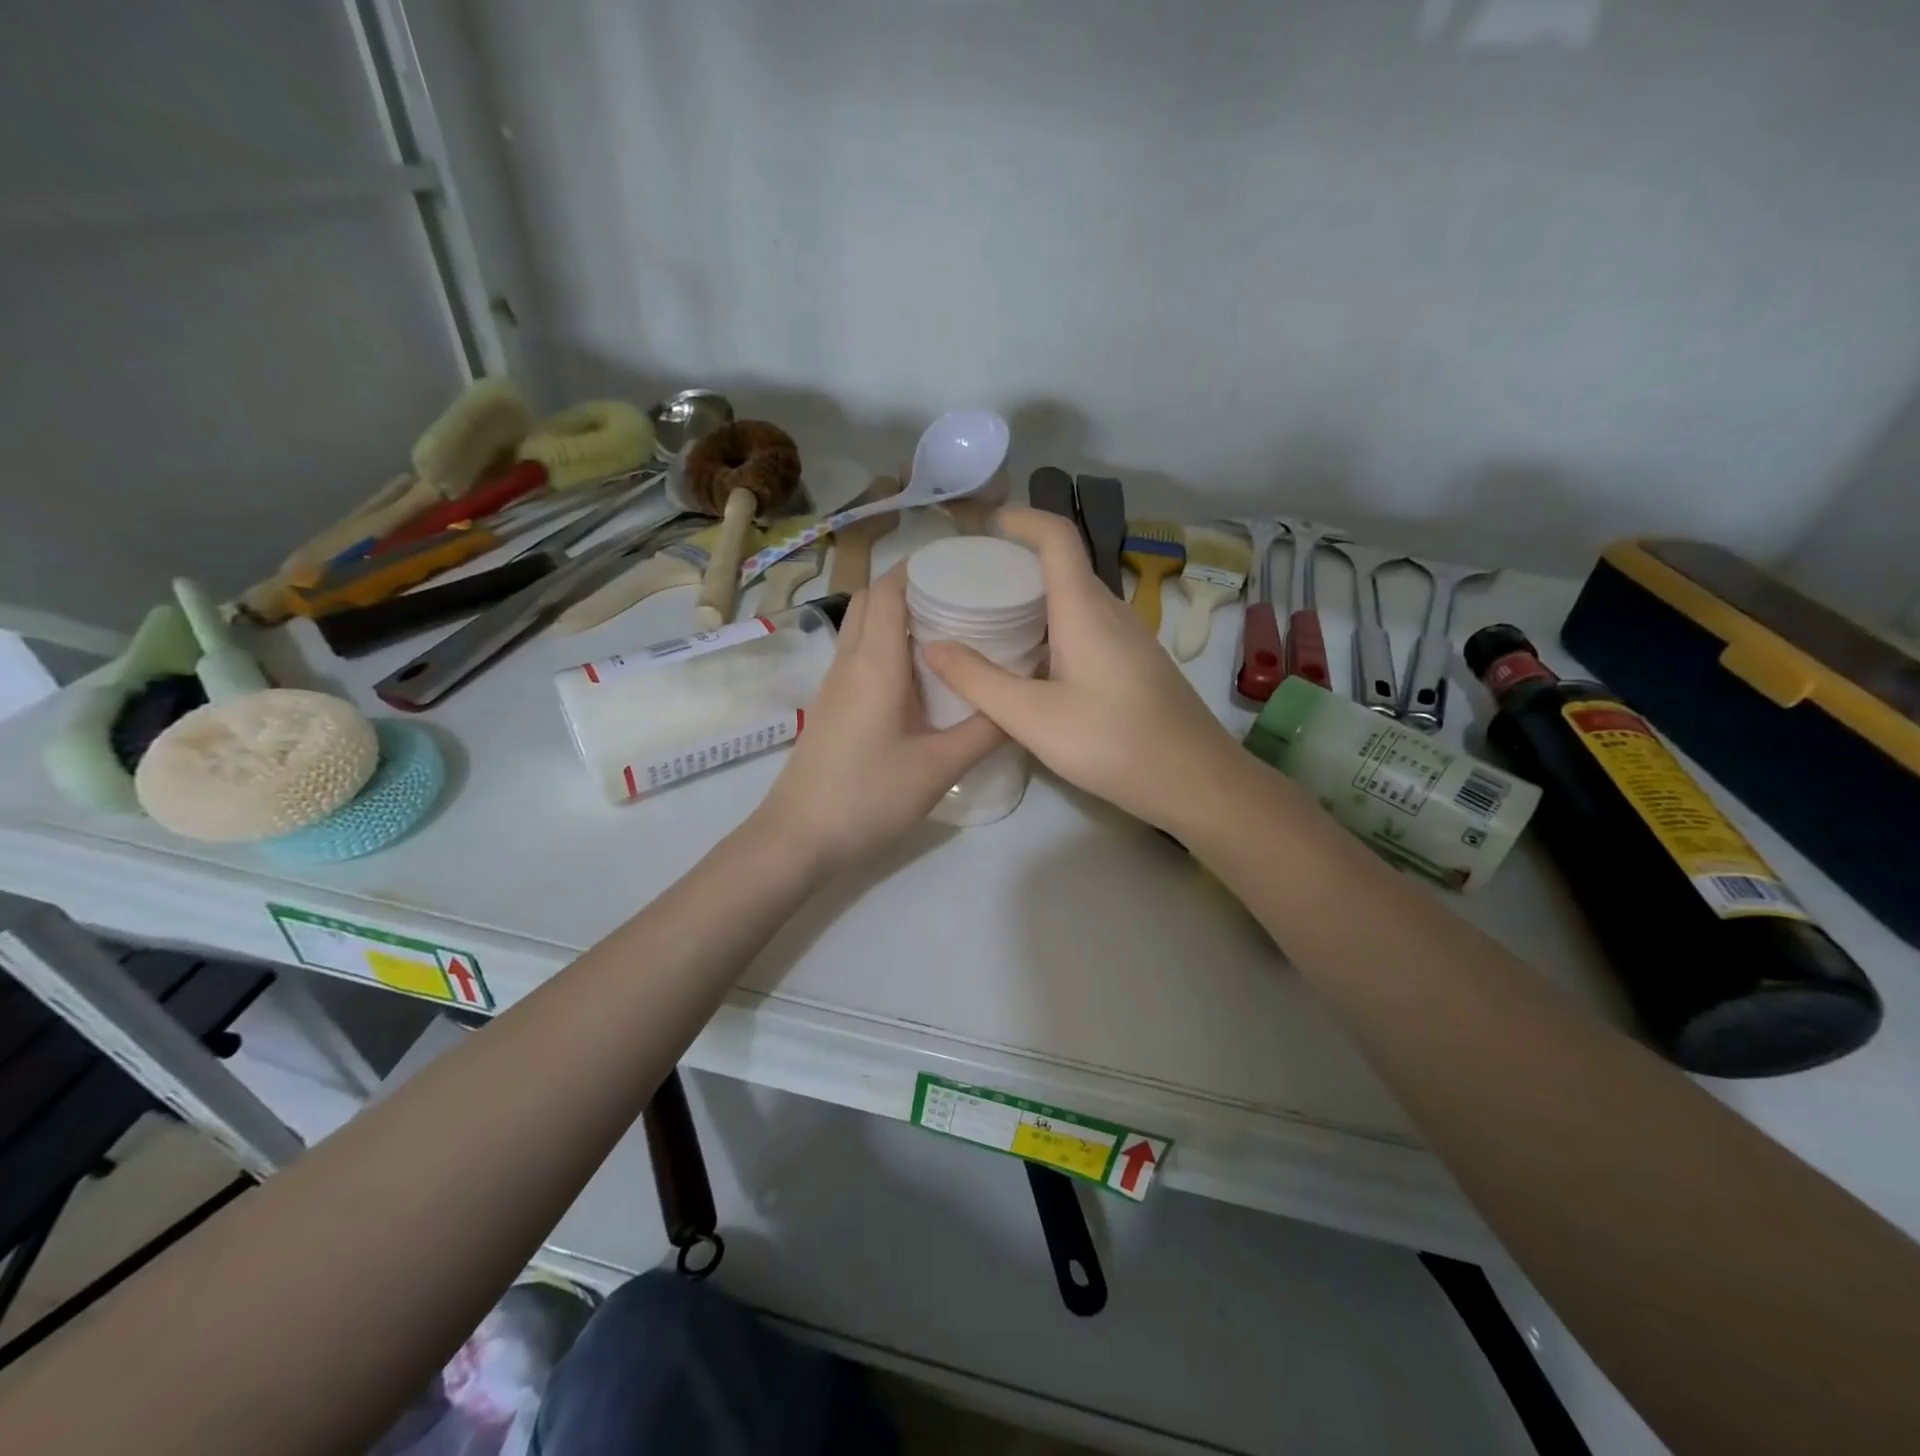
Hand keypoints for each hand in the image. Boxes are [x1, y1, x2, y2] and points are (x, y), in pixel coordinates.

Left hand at [755, 566, 1003, 870]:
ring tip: (949, 633)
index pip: (890, 589)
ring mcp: (835, 684)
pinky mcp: (833, 706)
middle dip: (911, 588)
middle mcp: (850, 661)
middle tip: (960, 599)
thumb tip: (1023, 698)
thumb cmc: (869, 796)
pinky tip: (921, 678)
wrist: (800, 838)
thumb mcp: (939, 766)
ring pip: (863, 627)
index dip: (921, 567)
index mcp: (876, 662)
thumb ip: (985, 730)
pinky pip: (860, 656)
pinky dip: (888, 647)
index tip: (962, 565)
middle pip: (872, 600)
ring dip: (898, 618)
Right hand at [922, 508, 1242, 832]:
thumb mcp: (1032, 717)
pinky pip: (1088, 630)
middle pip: (1063, 568)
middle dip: (1016, 565)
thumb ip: (979, 681)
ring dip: (1034, 602)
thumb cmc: (1112, 743)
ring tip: (990, 624)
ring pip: (1075, 602)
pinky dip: (1053, 631)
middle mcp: (1111, 612)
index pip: (1056, 537)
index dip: (1020, 520)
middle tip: (970, 585)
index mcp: (1085, 609)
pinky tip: (1032, 668)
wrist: (1195, 782)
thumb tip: (932, 646)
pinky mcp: (1136, 666)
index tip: (983, 528)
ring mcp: (1129, 639)